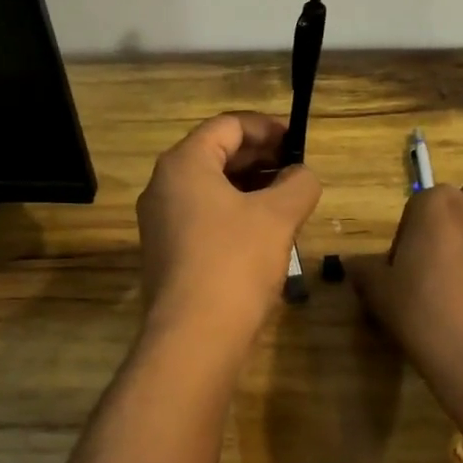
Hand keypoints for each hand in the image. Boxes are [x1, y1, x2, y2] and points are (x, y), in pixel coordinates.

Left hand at [136, 113, 322, 357]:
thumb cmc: (235, 262)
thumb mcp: (277, 216)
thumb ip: (298, 184)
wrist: (193, 337)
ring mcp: (160, 221)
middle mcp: (163, 185)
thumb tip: (302, 175)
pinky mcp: (166, 251)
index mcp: (184, 164)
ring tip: (286, 197)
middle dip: (259, 156)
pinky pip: (203, 215)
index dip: (266, 127)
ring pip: (210, 187)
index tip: (298, 141)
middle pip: (215, 153)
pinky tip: (264, 229)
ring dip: (249, 185)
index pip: (227, 125)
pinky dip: (234, 211)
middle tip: (296, 168)